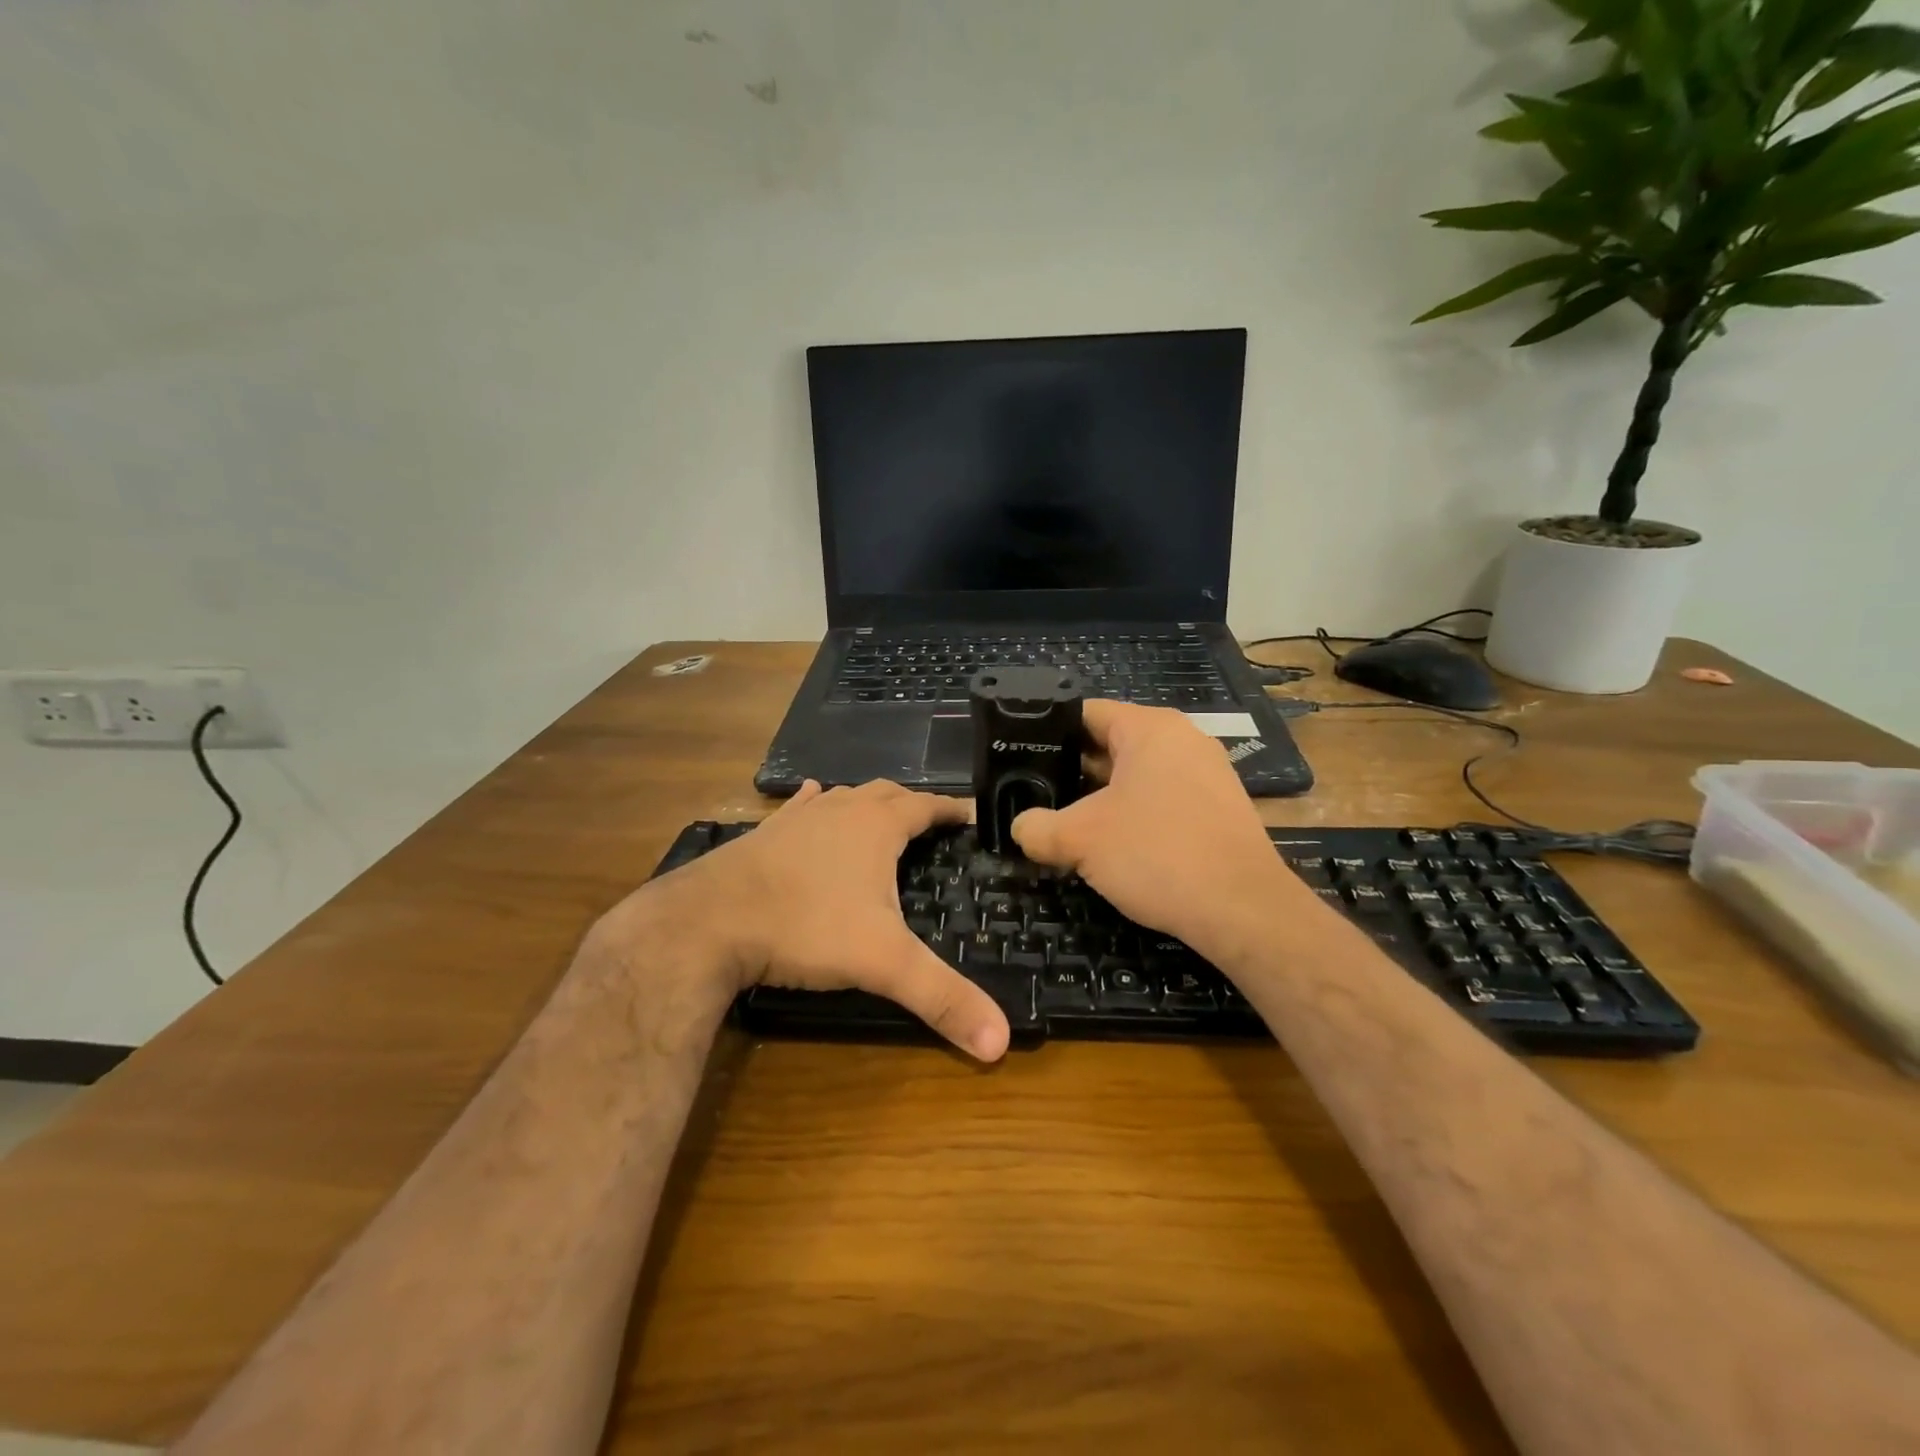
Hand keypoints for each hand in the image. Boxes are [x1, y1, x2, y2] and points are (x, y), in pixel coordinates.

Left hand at [625, 781, 1009, 1061]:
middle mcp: (840, 811)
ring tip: (881, 814)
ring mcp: (798, 818)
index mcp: (876, 826)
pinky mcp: (765, 833)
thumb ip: (942, 998)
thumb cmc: (806, 928)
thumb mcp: (883, 964)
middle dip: (912, 803)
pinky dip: (816, 804)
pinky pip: (799, 807)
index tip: (970, 814)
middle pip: (886, 793)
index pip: (926, 806)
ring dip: (867, 802)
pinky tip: (814, 800)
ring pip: (843, 796)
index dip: (951, 809)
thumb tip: (1000, 1044)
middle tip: (931, 822)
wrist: (709, 921)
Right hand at [1010, 702, 1305, 960]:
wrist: (1244, 910)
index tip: (1018, 758)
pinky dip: (1133, 814)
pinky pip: (1162, 799)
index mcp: (1150, 728)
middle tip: (1033, 795)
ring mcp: (1206, 773)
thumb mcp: (1080, 839)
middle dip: (1071, 770)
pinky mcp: (1218, 808)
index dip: (1046, 733)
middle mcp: (1182, 739)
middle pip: (1110, 743)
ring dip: (1100, 797)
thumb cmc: (1158, 854)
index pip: (1085, 713)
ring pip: (1136, 775)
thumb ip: (1037, 828)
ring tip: (1064, 822)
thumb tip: (1019, 828)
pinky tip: (1112, 845)